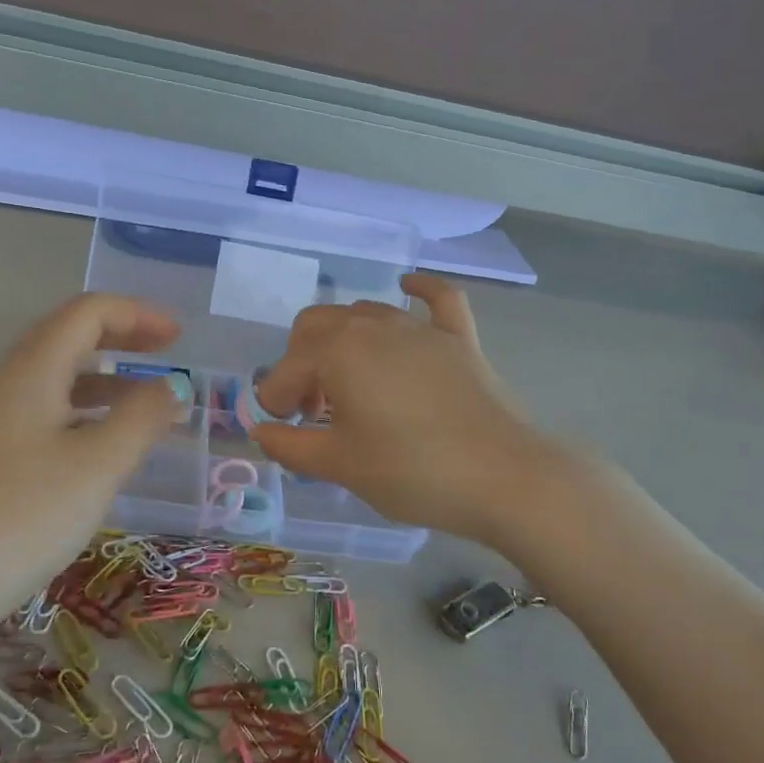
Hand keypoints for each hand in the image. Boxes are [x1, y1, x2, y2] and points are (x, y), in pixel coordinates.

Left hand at [0, 294, 184, 631]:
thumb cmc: (21, 520)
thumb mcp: (97, 467)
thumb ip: (141, 418)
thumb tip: (171, 385)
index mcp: (31, 372)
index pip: (86, 313)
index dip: (137, 314)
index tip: (180, 338)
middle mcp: (6, 386)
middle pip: (67, 336)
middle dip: (121, 337)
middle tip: (166, 354)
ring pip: (54, 378)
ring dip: (104, 377)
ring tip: (144, 402)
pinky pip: (44, 413)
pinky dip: (83, 412)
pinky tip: (100, 448)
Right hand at [250, 274, 572, 546]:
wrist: (503, 477)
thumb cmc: (412, 471)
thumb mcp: (341, 465)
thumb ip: (291, 445)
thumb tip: (260, 431)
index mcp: (338, 351)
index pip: (287, 368)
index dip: (275, 399)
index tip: (282, 428)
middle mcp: (374, 325)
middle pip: (317, 325)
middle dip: (302, 361)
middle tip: (313, 409)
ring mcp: (420, 328)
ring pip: (365, 313)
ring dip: (343, 341)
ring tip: (350, 385)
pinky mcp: (459, 338)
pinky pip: (437, 299)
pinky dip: (419, 290)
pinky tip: (408, 285)